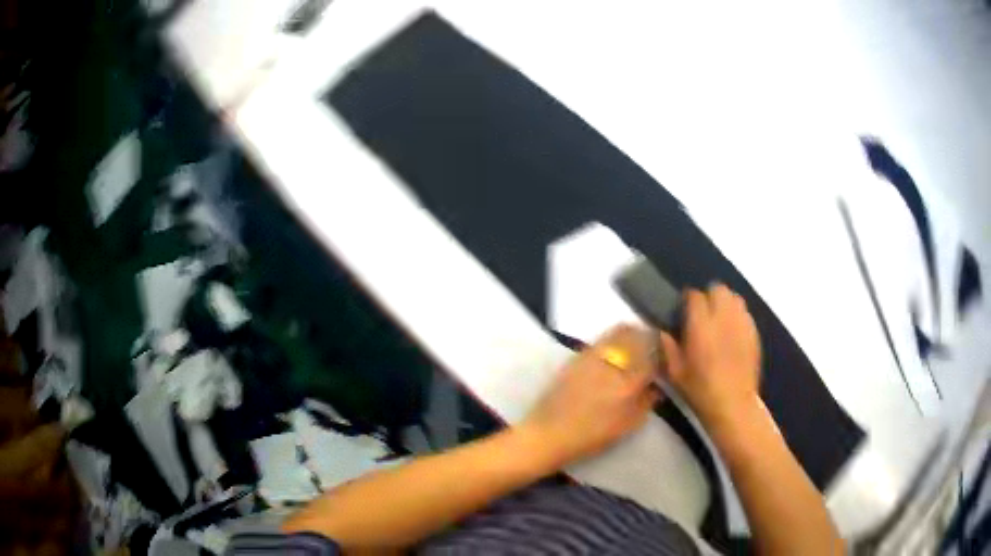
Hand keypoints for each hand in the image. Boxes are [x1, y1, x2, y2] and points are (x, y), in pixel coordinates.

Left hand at [521, 325, 661, 467]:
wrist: (549, 432)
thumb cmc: (591, 436)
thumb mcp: (626, 426)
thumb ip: (646, 403)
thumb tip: (656, 387)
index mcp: (629, 382)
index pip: (655, 355)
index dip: (666, 354)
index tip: (667, 360)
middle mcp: (613, 362)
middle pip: (639, 335)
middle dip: (651, 338)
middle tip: (654, 350)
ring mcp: (593, 355)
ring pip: (621, 331)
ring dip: (634, 335)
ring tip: (637, 348)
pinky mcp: (578, 354)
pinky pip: (604, 338)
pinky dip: (615, 339)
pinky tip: (616, 354)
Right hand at [660, 284, 761, 431]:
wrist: (733, 405)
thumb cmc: (700, 391)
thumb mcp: (675, 373)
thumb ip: (668, 348)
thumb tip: (664, 331)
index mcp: (701, 326)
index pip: (695, 296)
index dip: (688, 301)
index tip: (683, 311)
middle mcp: (723, 318)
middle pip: (718, 289)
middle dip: (709, 296)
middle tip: (702, 314)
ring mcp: (742, 323)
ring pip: (734, 297)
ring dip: (725, 303)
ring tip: (718, 320)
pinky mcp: (754, 332)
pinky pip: (745, 313)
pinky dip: (737, 316)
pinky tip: (731, 333)